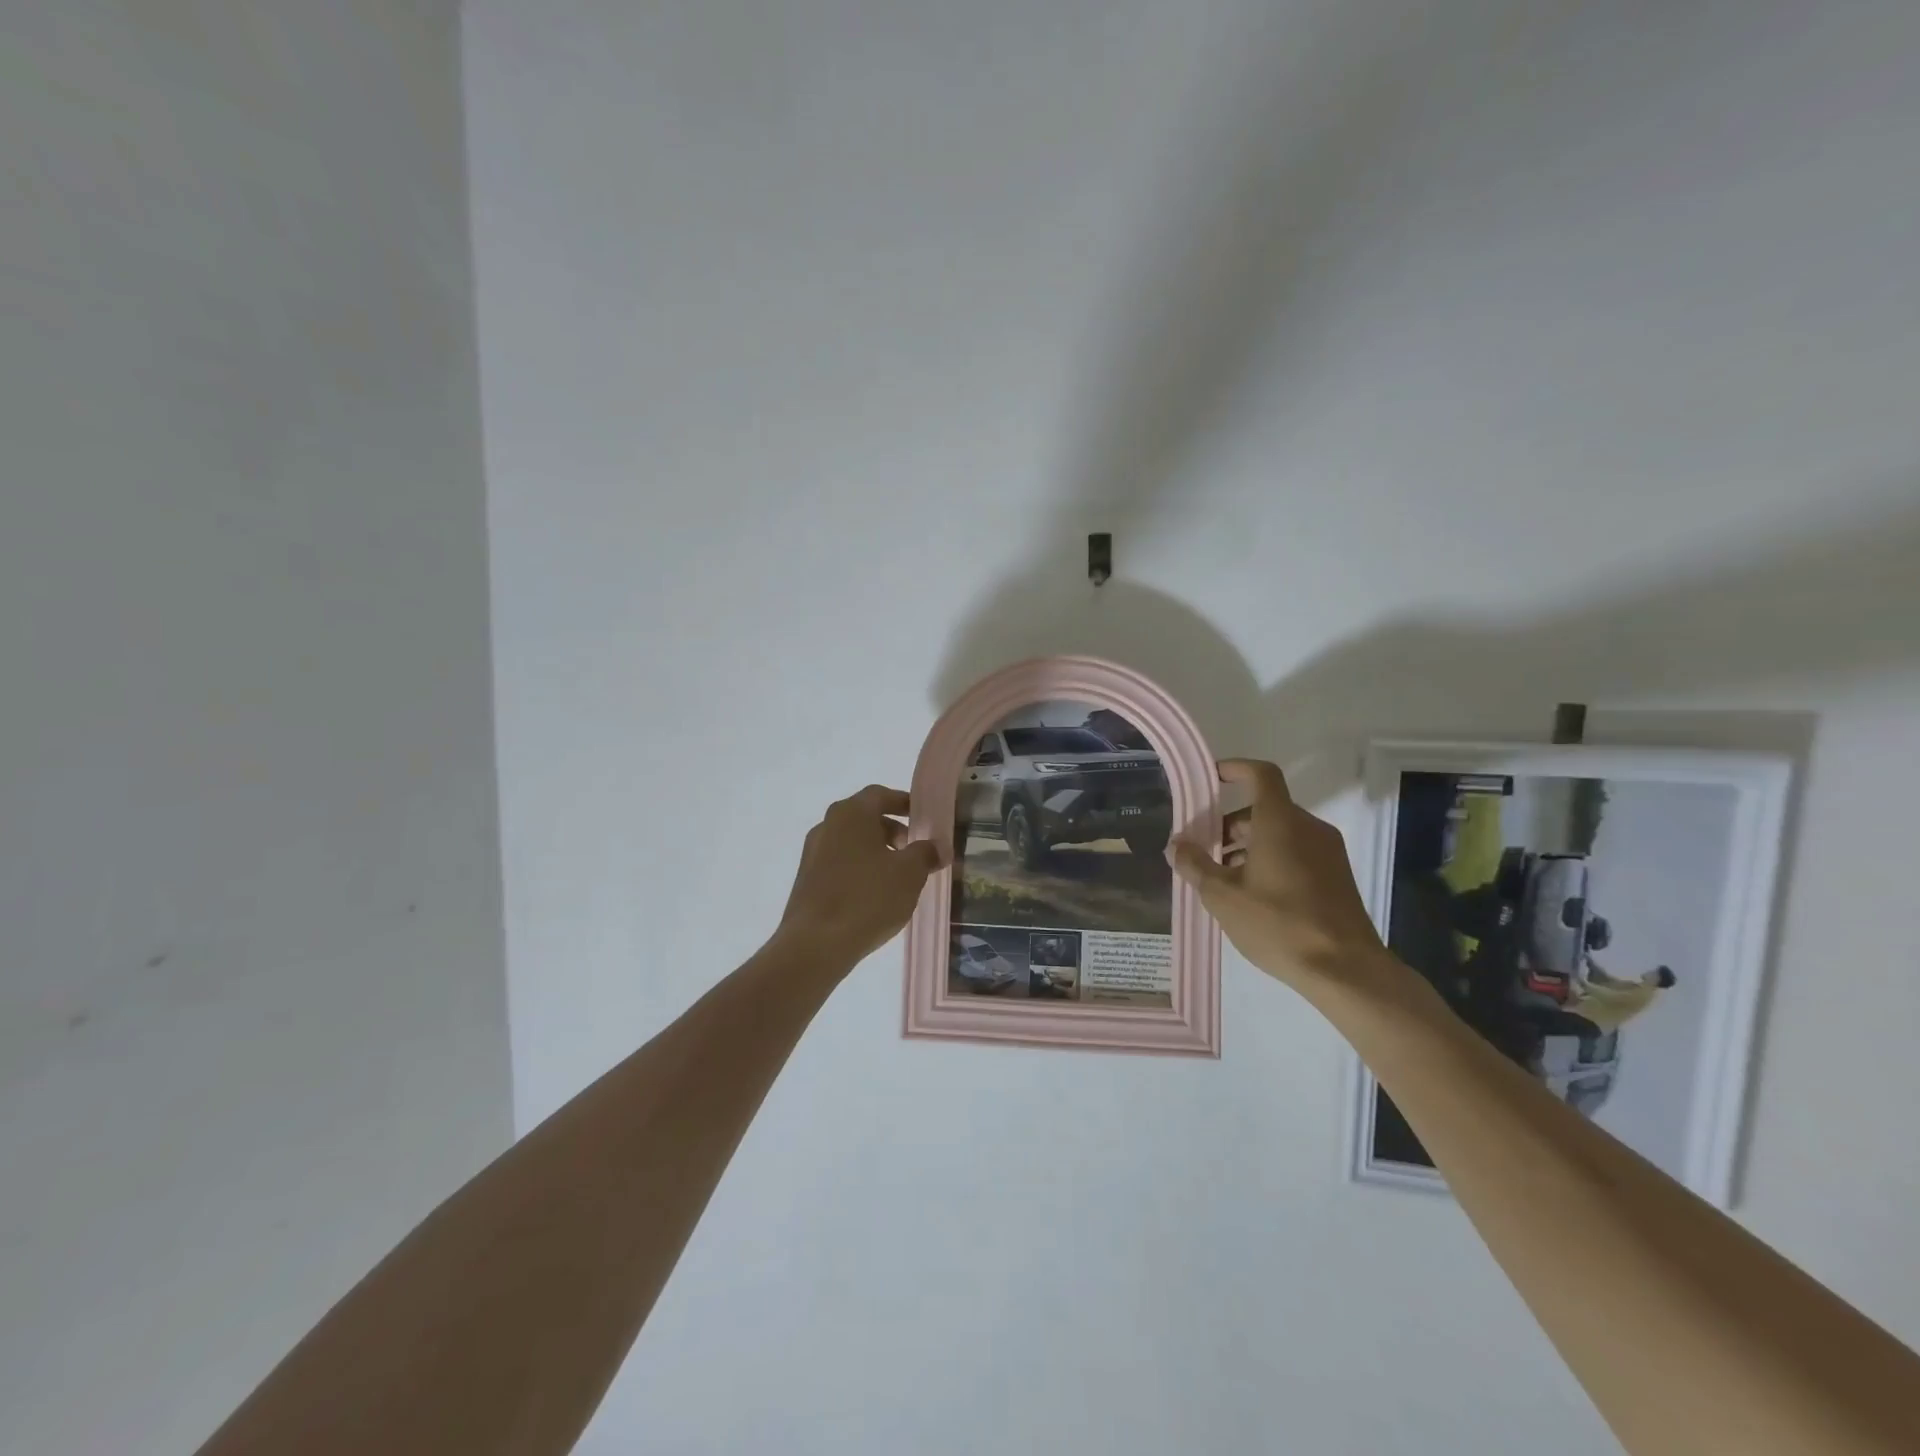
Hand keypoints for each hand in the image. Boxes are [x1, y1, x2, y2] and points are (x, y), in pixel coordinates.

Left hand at [772, 785, 943, 970]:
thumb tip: (935, 847)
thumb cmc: (868, 898)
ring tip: (897, 876)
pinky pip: (840, 863)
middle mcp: (827, 825)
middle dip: (892, 830)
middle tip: (914, 849)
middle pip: (865, 817)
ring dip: (876, 851)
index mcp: (851, 814)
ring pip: (851, 842)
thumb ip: (926, 853)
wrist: (815, 944)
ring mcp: (812, 853)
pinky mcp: (806, 879)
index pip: (880, 795)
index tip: (923, 817)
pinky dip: (860, 869)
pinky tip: (874, 895)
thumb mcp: (910, 873)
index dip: (904, 803)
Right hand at [1168, 759, 1400, 994]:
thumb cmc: (1279, 924)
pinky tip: (1252, 894)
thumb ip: (1195, 865)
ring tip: (1221, 878)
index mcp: (1280, 822)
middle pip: (1264, 809)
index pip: (1260, 775)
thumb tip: (1176, 845)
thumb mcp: (1223, 897)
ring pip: (1280, 832)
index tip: (1211, 778)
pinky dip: (1270, 859)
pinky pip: (1296, 851)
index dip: (1235, 769)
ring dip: (1248, 845)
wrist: (1345, 970)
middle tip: (1202, 849)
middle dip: (1228, 824)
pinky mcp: (1336, 875)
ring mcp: (1327, 852)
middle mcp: (1308, 827)